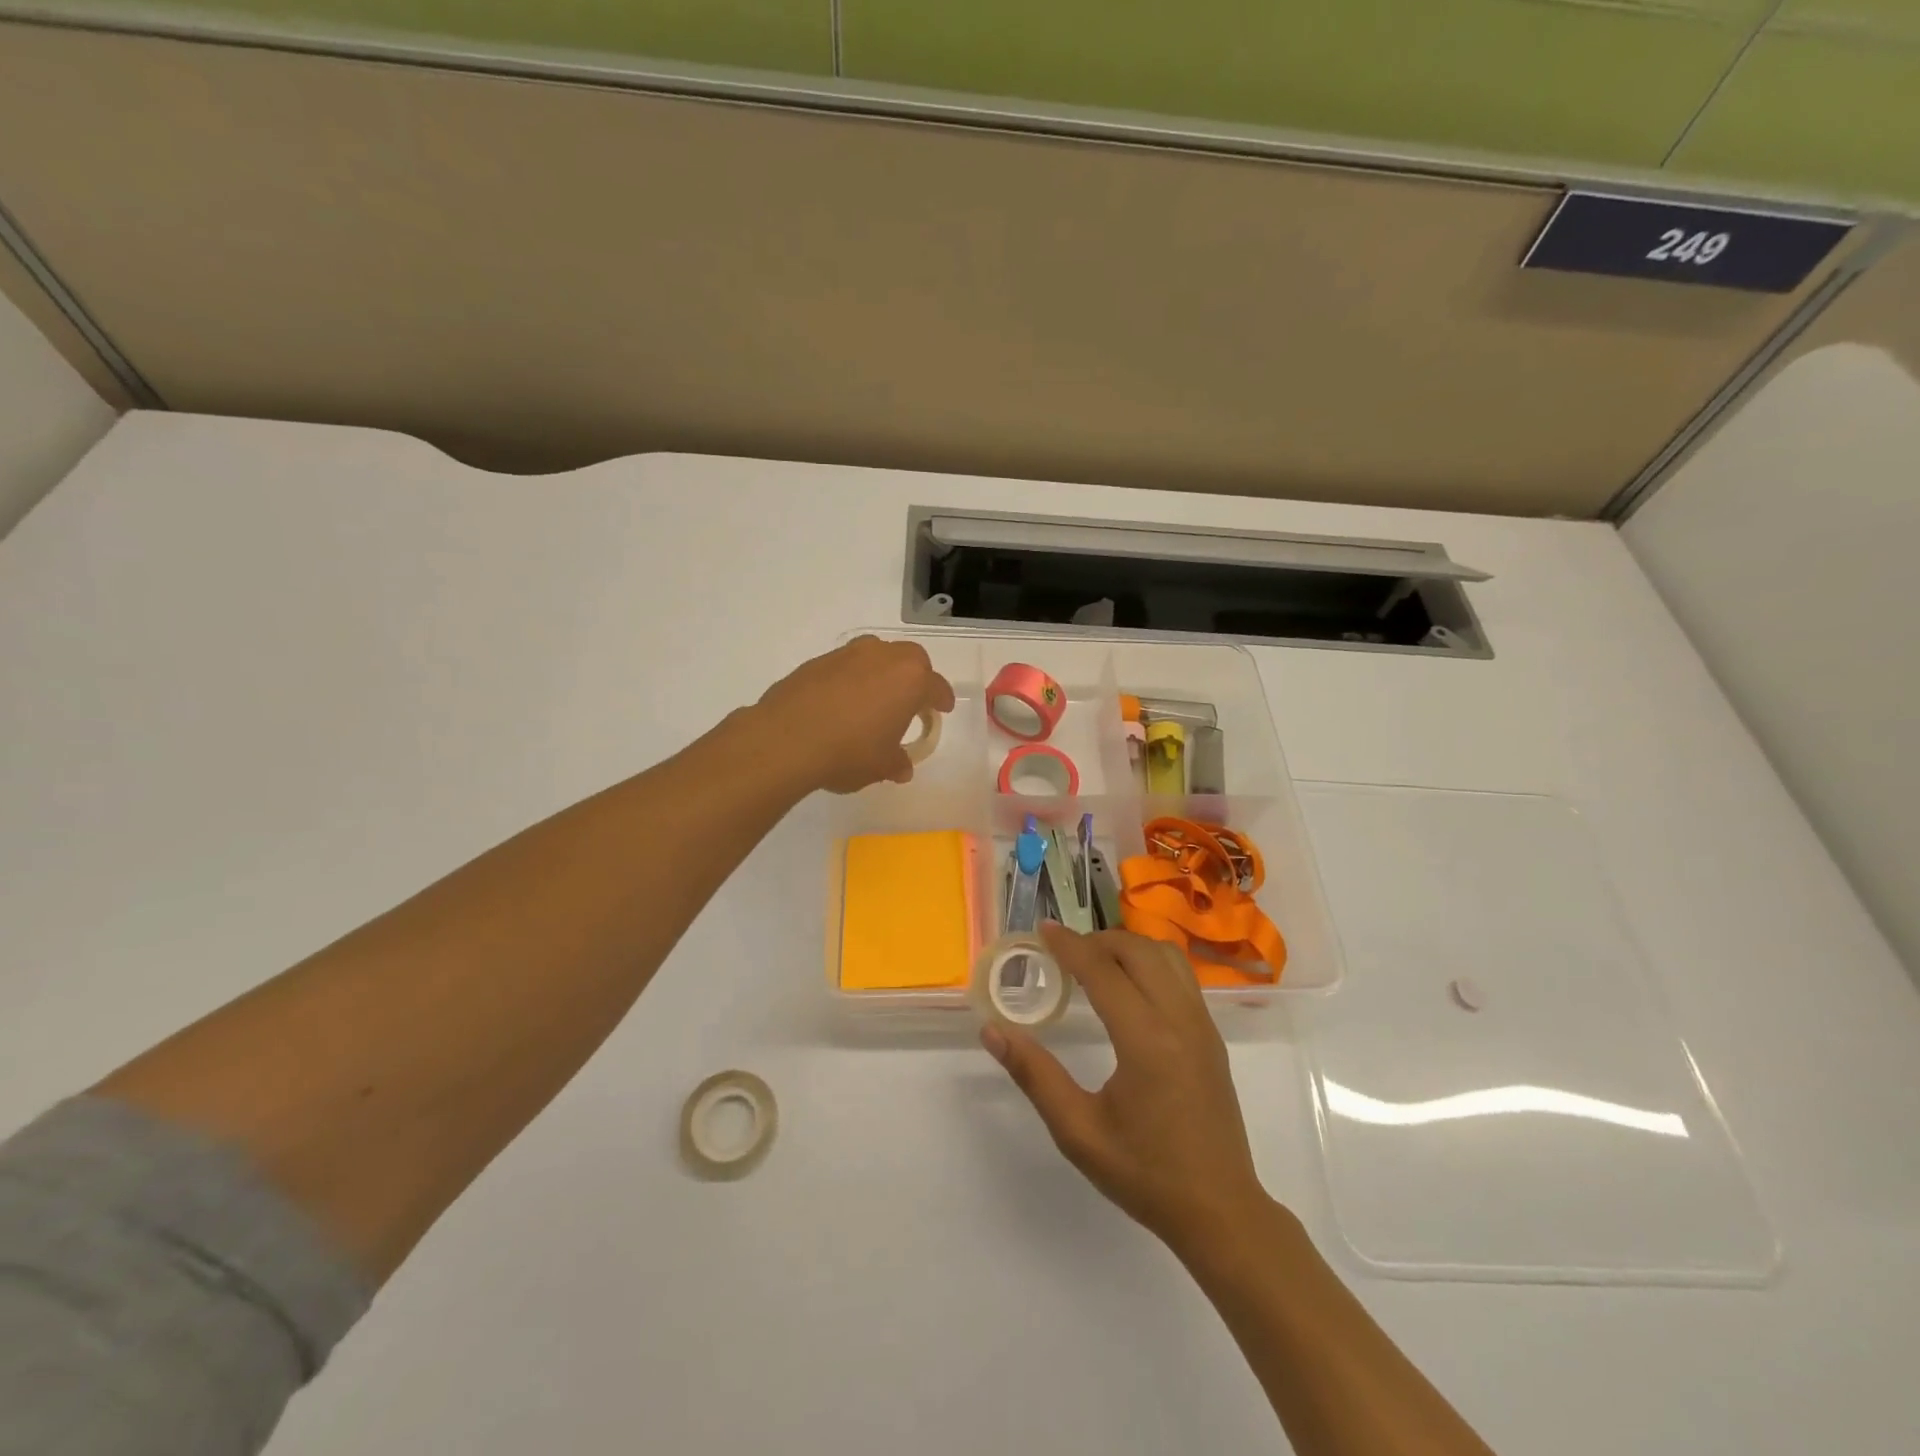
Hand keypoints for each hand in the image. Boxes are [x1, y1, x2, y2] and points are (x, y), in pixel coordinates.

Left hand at [756, 636, 955, 794]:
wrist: (785, 740)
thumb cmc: (848, 753)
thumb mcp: (881, 766)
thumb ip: (896, 763)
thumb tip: (902, 766)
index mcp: (910, 680)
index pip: (936, 686)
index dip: (941, 699)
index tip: (942, 709)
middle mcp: (882, 657)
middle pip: (911, 659)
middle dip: (916, 677)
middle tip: (911, 702)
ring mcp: (847, 655)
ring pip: (876, 655)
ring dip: (882, 672)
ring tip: (875, 699)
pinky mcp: (817, 661)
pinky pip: (846, 665)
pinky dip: (851, 679)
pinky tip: (841, 703)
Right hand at [982, 925, 1271, 1257]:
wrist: (1220, 1211)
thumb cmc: (1144, 1174)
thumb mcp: (1078, 1131)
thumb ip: (1034, 1074)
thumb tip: (992, 1031)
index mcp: (1146, 1041)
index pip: (1103, 970)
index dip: (1069, 945)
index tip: (1042, 930)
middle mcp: (1179, 1020)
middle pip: (1138, 950)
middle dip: (1097, 940)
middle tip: (1063, 952)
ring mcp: (1202, 1025)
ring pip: (1165, 955)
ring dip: (1128, 947)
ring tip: (1095, 963)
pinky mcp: (1212, 1035)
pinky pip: (1181, 975)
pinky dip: (1150, 962)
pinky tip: (1129, 986)